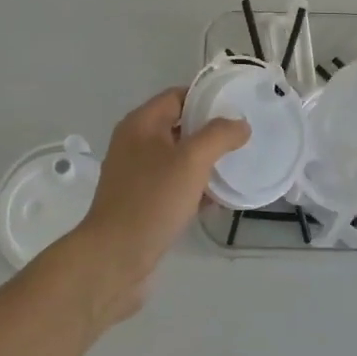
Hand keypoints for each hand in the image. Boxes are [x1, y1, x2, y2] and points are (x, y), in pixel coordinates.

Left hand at [66, 89, 248, 320]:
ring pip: (178, 159)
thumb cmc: (152, 200)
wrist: (114, 259)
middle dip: (210, 132)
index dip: (206, 98)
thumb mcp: (192, 161)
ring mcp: (136, 175)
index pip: (177, 96)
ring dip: (205, 162)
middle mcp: (135, 144)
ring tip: (236, 168)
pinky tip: (218, 200)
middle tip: (242, 138)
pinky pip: (173, 185)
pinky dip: (194, 188)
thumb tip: (240, 124)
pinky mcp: (141, 203)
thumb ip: (219, 136)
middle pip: (179, 127)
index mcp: (141, 124)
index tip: (237, 107)